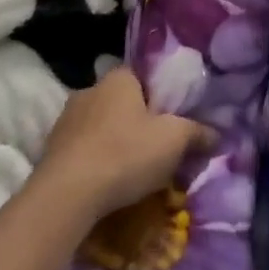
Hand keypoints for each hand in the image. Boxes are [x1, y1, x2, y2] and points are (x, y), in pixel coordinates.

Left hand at [38, 68, 216, 221]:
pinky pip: (83, 148)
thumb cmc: (126, 154)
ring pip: (101, 126)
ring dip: (114, 143)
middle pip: (122, 103)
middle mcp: (90, 89)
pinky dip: (95, 160)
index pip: (143, 78)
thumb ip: (197, 133)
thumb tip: (216, 134)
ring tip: (131, 173)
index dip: (160, 100)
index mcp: (118, 78)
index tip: (170, 125)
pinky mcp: (52, 146)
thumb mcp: (174, 140)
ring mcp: (66, 117)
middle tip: (155, 152)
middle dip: (137, 124)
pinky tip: (105, 183)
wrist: (68, 192)